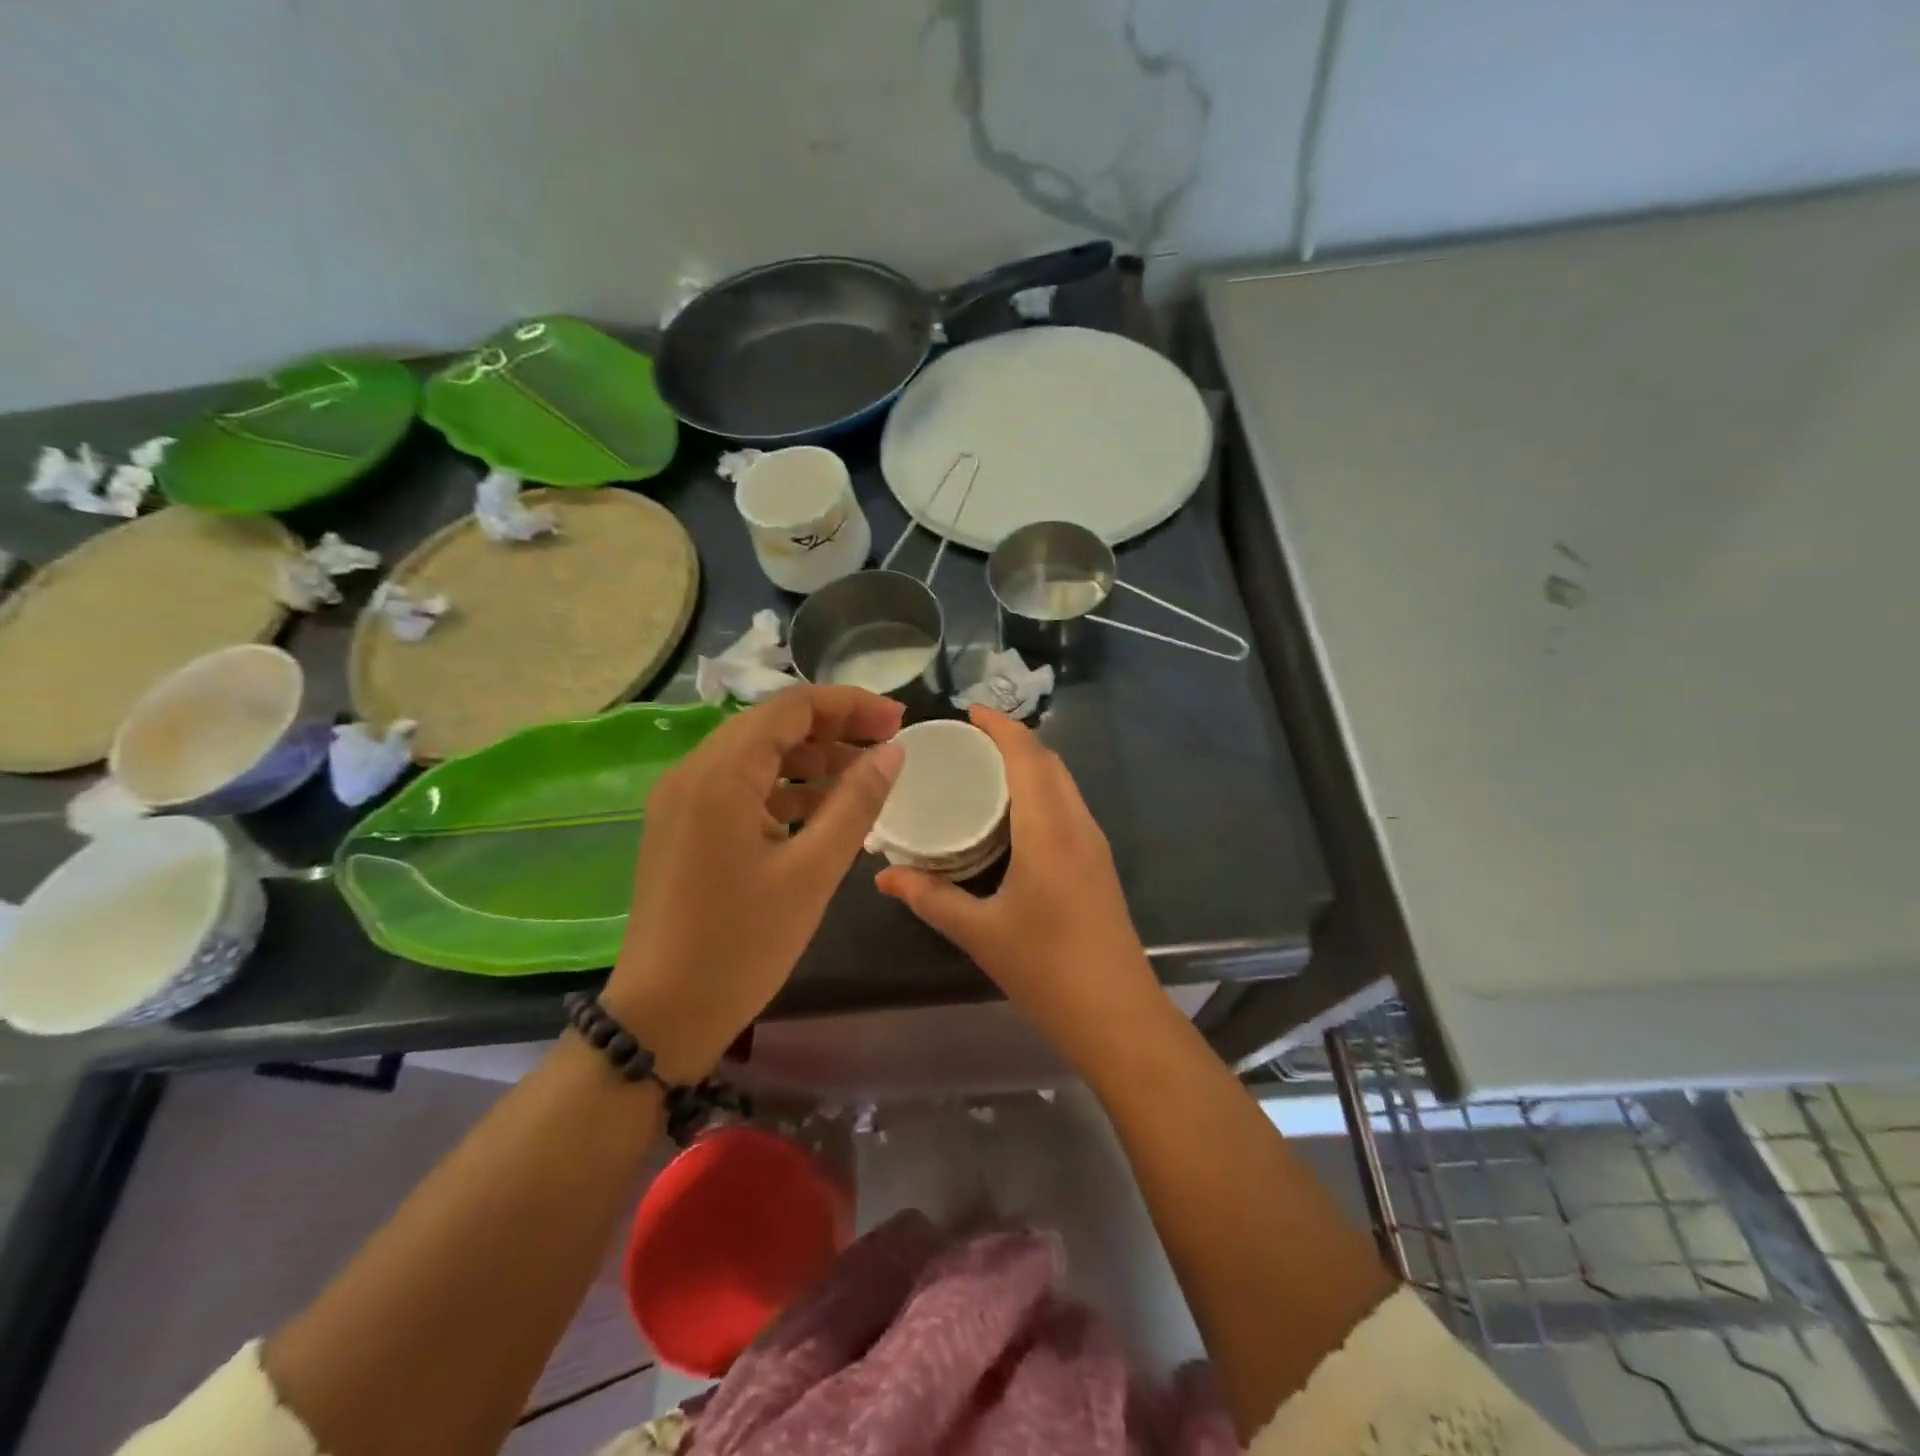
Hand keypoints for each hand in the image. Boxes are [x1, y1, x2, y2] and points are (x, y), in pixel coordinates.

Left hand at [608, 686, 904, 1080]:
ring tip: (863, 778)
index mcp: (720, 774)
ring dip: (810, 759)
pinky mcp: (683, 827)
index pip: (791, 707)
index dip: (850, 705)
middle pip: (771, 725)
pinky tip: (821, 811)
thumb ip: (856, 802)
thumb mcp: (813, 871)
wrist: (663, 1015)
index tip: (898, 720)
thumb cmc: (743, 943)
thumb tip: (892, 752)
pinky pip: (739, 788)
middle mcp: (693, 772)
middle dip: (834, 728)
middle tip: (887, 745)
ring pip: (756, 756)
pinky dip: (783, 789)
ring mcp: (682, 800)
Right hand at [875, 707, 1160, 1060]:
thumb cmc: (1046, 969)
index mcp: (1049, 831)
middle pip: (1050, 762)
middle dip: (1013, 740)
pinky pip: (1070, 805)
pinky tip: (1016, 811)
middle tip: (969, 740)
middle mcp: (1078, 825)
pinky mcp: (1099, 862)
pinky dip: (1043, 788)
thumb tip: (883, 877)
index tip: (970, 711)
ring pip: (1065, 782)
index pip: (1029, 757)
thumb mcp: (979, 932)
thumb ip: (929, 898)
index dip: (1002, 727)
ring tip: (987, 767)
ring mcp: (1095, 843)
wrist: (1117, 1014)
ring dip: (1032, 763)